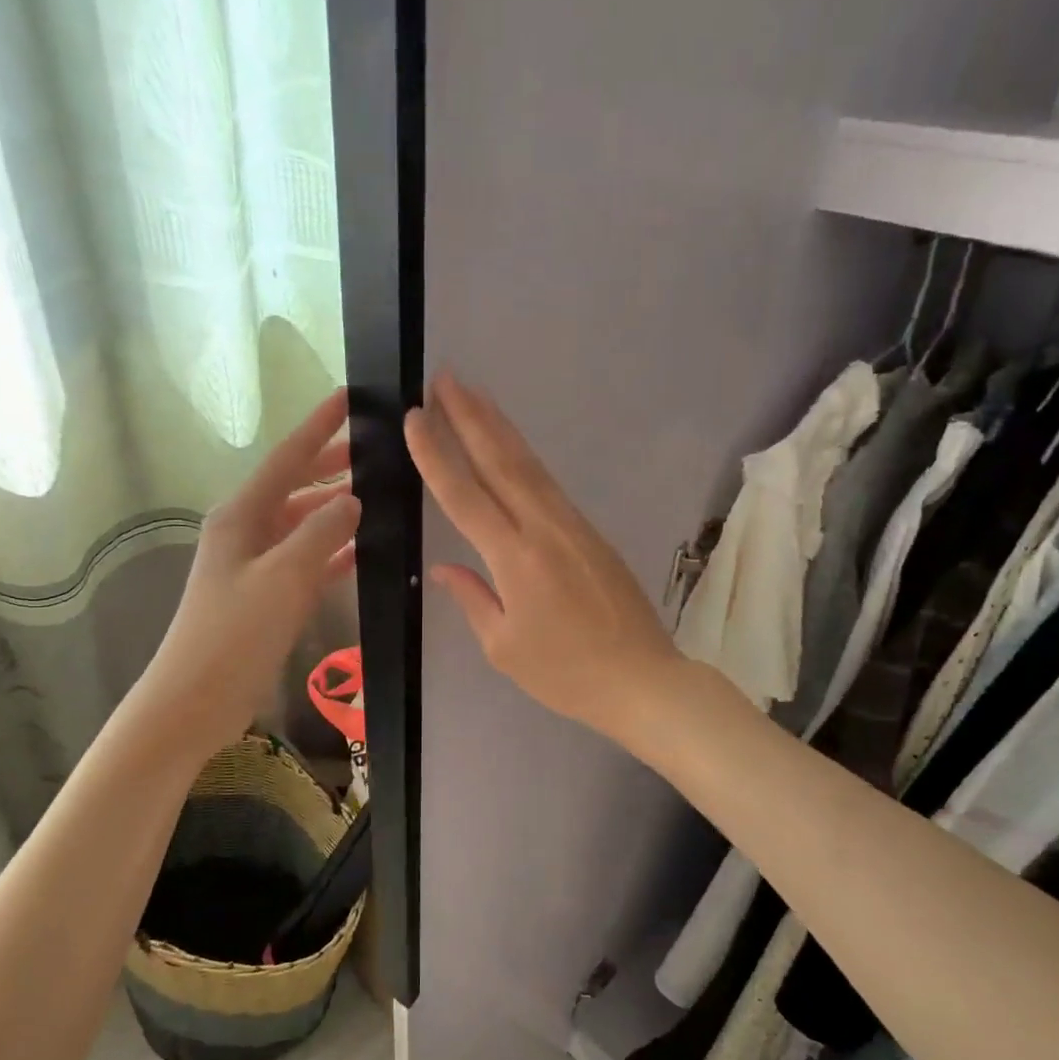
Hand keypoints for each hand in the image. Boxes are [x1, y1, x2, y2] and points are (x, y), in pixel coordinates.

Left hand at [133, 389, 360, 762]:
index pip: (287, 459)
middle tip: (372, 451)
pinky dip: (331, 552)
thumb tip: (351, 500)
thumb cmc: (235, 633)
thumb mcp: (284, 577)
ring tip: (375, 496)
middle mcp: (245, 532)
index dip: (318, 427)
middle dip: (329, 466)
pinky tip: (360, 551)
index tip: (348, 397)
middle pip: (293, 487)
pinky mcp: (265, 597)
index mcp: (242, 516)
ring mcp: (254, 566)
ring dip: (333, 510)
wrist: (196, 699)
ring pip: (301, 524)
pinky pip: (305, 561)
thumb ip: (322, 533)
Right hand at [406, 373, 682, 743]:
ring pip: (530, 466)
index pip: (465, 496)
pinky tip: (512, 447)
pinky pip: (549, 485)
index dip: (436, 455)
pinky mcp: (591, 532)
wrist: (643, 680)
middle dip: (470, 418)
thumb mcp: (504, 648)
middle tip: (446, 379)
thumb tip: (444, 568)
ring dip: (499, 427)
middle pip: (501, 463)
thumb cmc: (566, 674)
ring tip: (475, 395)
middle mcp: (544, 529)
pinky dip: (525, 458)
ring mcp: (573, 526)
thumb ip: (473, 598)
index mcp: (515, 559)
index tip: (415, 417)